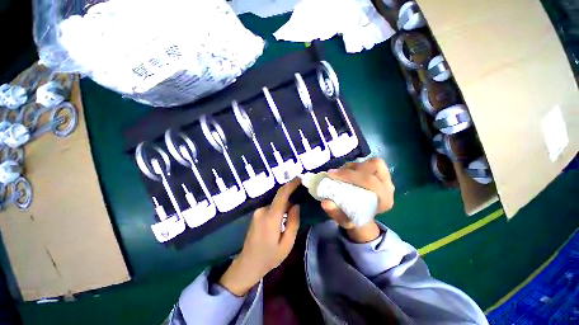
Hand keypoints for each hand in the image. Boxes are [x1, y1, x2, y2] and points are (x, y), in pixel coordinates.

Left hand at [219, 178, 300, 295]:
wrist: (248, 264)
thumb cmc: (269, 257)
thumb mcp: (287, 243)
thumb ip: (293, 222)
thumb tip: (296, 206)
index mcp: (271, 217)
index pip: (282, 194)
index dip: (291, 184)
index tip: (300, 178)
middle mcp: (263, 210)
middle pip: (279, 198)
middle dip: (291, 196)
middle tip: (302, 197)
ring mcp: (258, 212)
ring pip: (276, 203)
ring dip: (285, 204)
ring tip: (294, 210)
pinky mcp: (256, 215)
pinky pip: (271, 207)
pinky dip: (279, 208)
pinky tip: (284, 216)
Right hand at [321, 158, 394, 242]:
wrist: (363, 216)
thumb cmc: (354, 218)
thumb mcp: (343, 220)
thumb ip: (335, 213)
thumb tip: (325, 202)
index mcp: (384, 201)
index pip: (370, 182)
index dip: (350, 175)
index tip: (331, 175)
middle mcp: (389, 187)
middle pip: (375, 167)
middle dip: (352, 168)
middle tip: (336, 172)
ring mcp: (386, 179)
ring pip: (373, 162)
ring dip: (355, 165)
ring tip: (342, 172)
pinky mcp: (381, 173)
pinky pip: (371, 162)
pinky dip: (358, 164)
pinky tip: (348, 171)